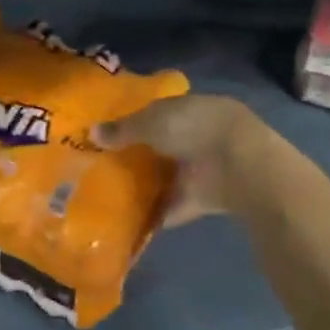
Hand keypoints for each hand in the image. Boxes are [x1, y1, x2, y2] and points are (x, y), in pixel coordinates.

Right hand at [92, 94, 263, 225]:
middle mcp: (197, 135)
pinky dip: (156, 214)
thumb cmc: (193, 128)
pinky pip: (174, 205)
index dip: (135, 121)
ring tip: (111, 195)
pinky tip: (129, 222)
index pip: (159, 112)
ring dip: (148, 184)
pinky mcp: (204, 198)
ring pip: (169, 175)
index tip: (109, 134)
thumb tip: (92, 132)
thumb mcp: (150, 122)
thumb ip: (122, 129)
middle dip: (140, 154)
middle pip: (163, 145)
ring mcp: (202, 168)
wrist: (237, 165)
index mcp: (189, 108)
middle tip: (104, 166)